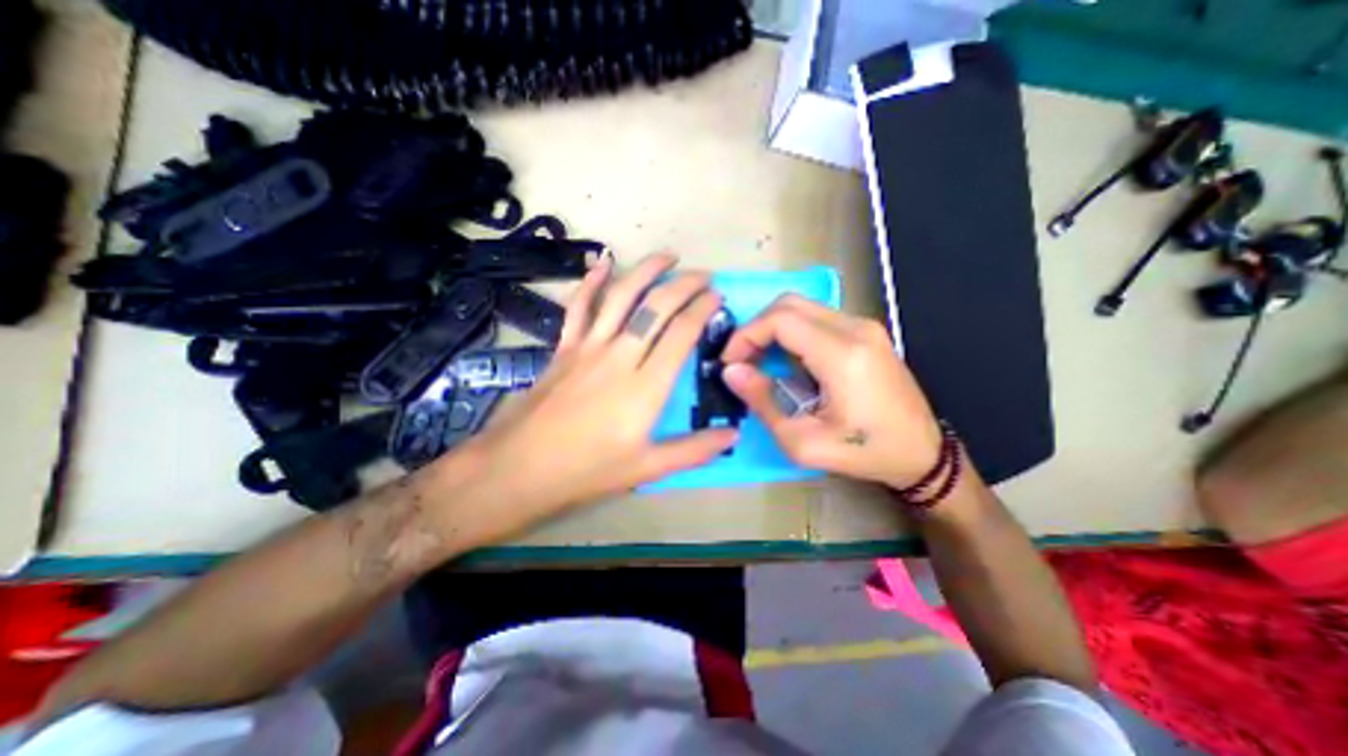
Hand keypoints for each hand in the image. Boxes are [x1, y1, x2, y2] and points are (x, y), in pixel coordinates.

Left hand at [436, 257, 736, 538]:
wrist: (520, 467)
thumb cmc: (588, 470)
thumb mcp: (647, 468)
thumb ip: (693, 450)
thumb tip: (734, 433)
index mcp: (646, 387)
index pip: (681, 333)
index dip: (702, 309)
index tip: (717, 297)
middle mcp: (620, 356)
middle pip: (656, 307)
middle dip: (684, 285)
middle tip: (703, 275)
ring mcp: (589, 347)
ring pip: (621, 296)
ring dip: (646, 271)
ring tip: (667, 256)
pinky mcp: (564, 347)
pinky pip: (579, 306)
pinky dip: (591, 281)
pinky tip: (602, 261)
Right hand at [722, 295, 940, 489]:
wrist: (922, 453)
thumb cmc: (863, 452)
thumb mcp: (804, 442)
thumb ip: (763, 402)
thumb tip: (731, 372)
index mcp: (842, 355)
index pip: (780, 319)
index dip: (746, 335)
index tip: (731, 362)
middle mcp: (856, 329)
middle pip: (789, 303)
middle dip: (756, 327)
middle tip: (742, 360)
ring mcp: (865, 326)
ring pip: (802, 307)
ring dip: (773, 329)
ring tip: (760, 361)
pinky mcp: (867, 332)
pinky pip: (817, 318)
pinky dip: (792, 331)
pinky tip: (788, 360)